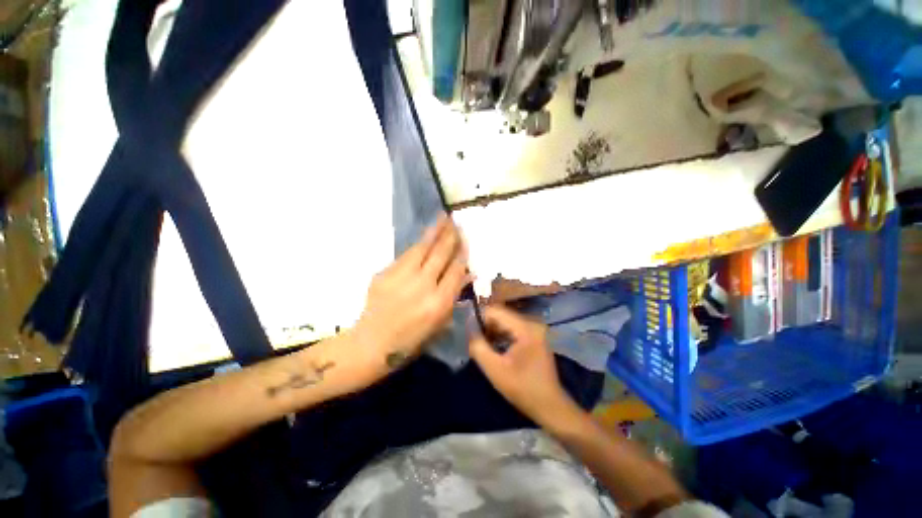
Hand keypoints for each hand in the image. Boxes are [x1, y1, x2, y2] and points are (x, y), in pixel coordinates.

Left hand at [353, 215, 470, 375]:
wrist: (371, 344)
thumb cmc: (411, 340)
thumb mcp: (440, 324)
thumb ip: (453, 296)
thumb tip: (468, 274)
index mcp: (439, 303)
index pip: (455, 270)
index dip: (462, 252)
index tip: (466, 239)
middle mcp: (422, 286)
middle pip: (440, 254)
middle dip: (450, 236)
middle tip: (456, 221)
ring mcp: (401, 277)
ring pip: (422, 248)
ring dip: (434, 232)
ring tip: (442, 218)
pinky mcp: (385, 273)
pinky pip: (406, 255)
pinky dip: (417, 245)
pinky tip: (424, 238)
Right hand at [469, 305, 577, 427]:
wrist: (550, 406)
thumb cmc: (522, 388)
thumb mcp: (495, 369)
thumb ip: (478, 347)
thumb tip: (467, 330)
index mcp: (525, 327)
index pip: (496, 311)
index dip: (478, 317)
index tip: (465, 328)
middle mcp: (532, 323)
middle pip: (501, 316)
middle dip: (484, 325)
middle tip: (470, 336)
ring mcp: (534, 330)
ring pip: (506, 322)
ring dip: (491, 331)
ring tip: (478, 342)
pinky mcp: (534, 337)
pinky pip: (512, 329)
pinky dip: (500, 336)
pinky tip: (491, 346)